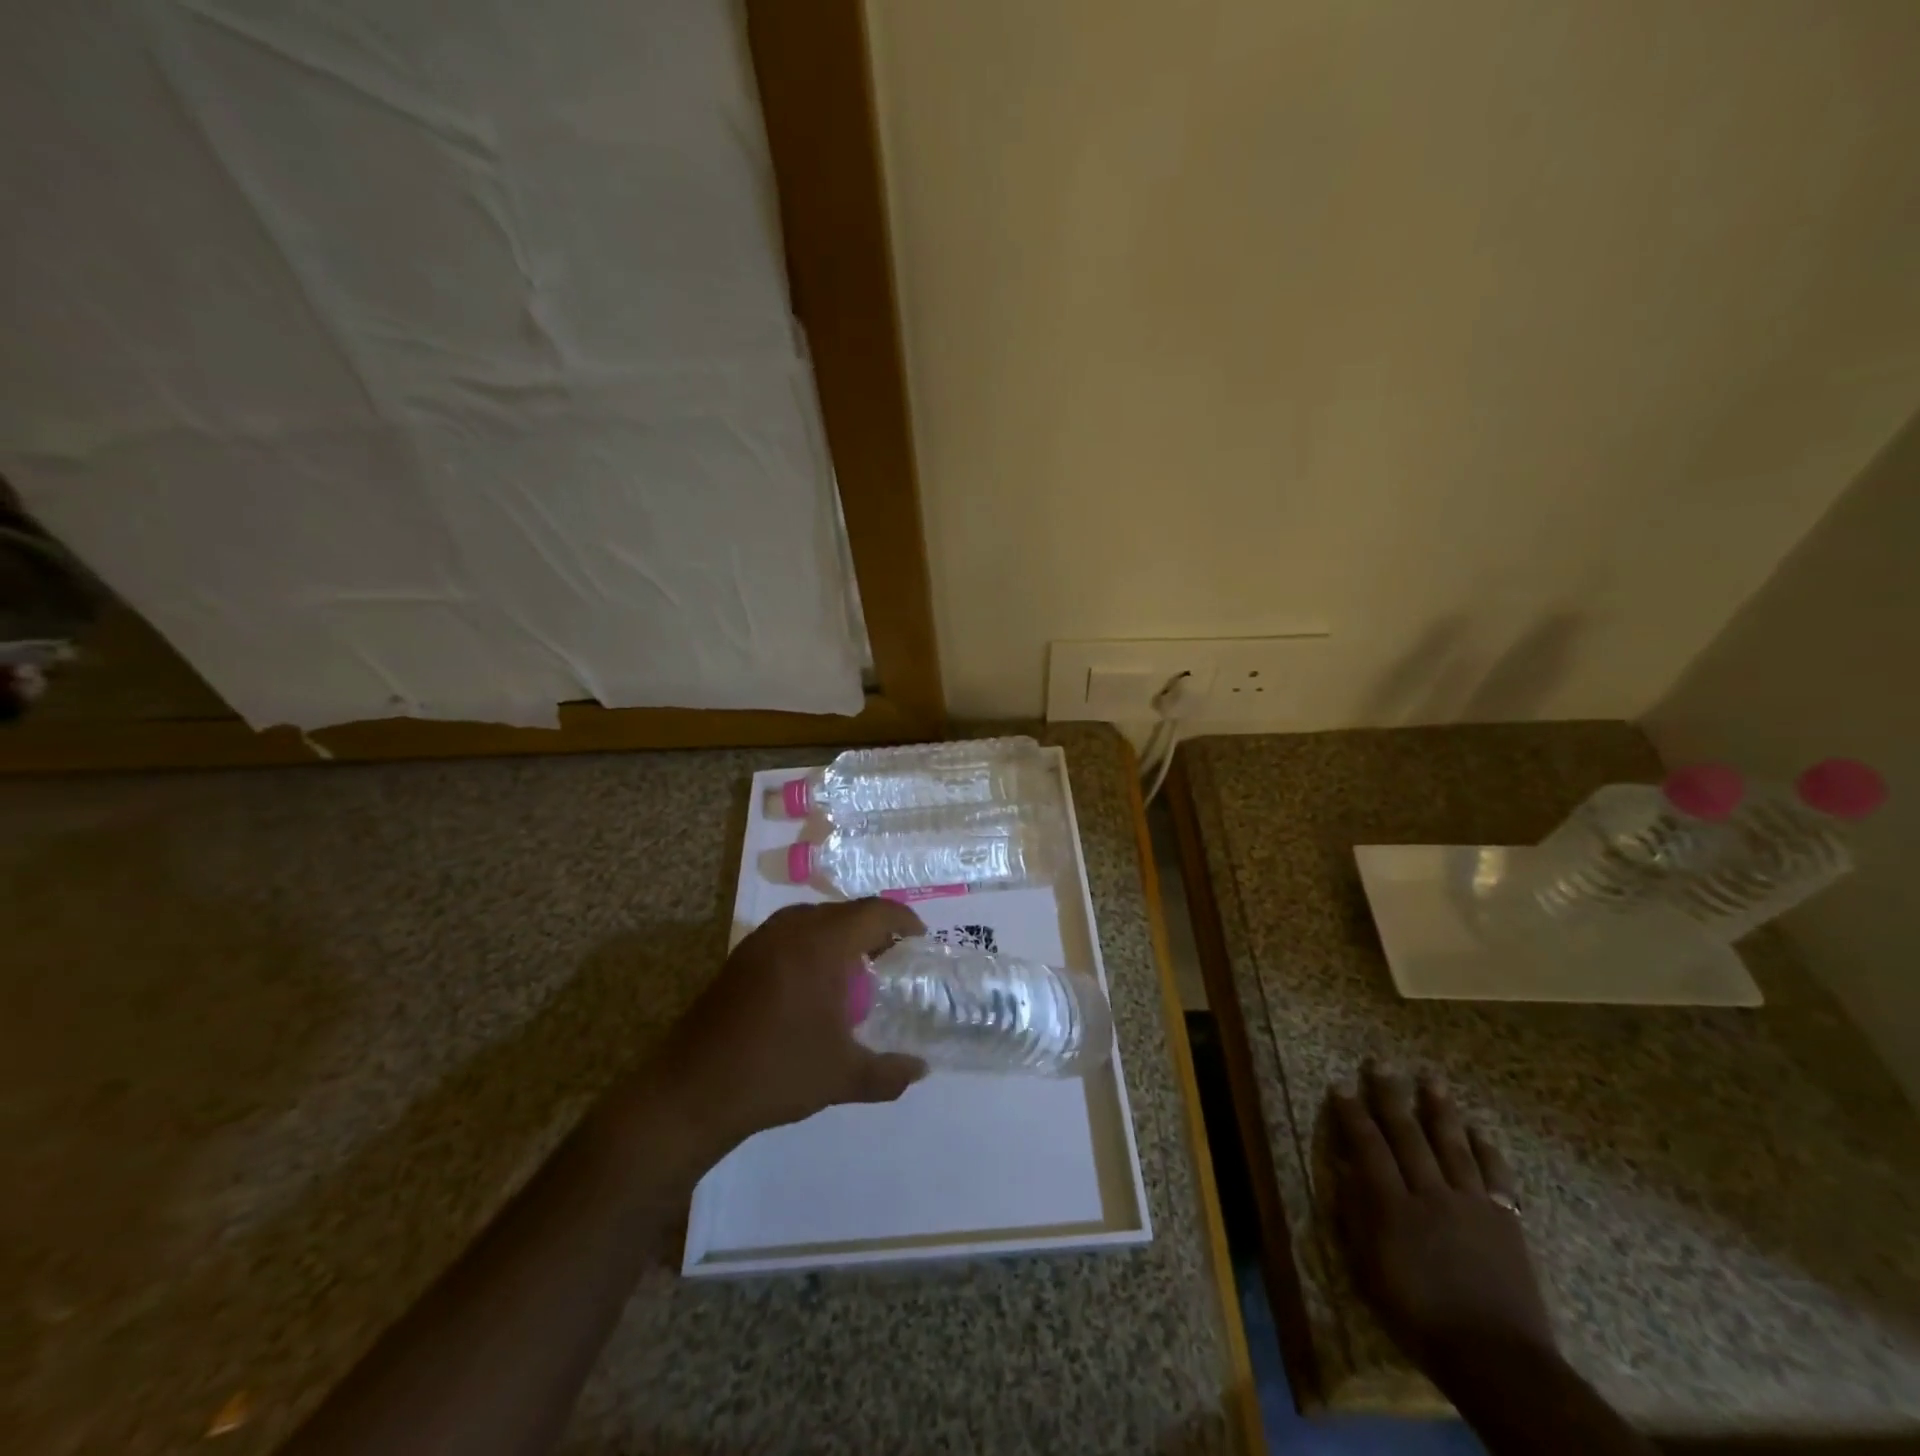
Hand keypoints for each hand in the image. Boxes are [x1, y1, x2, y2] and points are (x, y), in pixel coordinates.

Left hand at [655, 899, 928, 1151]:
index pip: (874, 912)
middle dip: (874, 927)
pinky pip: (789, 933)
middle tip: (894, 957)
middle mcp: (791, 930)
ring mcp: (760, 940)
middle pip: (845, 911)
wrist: (692, 1090)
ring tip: (857, 967)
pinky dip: (813, 943)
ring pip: (814, 918)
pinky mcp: (740, 957)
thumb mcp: (843, 1077)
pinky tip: (815, 982)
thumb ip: (889, 1073)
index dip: (903, 919)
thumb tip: (921, 1070)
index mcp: (821, 945)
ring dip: (841, 933)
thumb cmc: (776, 1073)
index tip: (920, 939)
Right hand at [1329, 1062, 1553, 1377]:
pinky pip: (1495, 1176)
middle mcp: (1430, 1193)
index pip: (1367, 1146)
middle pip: (1407, 1134)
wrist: (1496, 1359)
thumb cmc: (1419, 1318)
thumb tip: (1344, 1167)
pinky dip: (1486, 1150)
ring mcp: (1471, 1204)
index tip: (1340, 1086)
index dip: (1352, 1114)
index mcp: (1392, 1206)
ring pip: (1452, 1144)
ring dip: (1439, 1109)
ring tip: (1430, 1078)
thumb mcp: (1369, 1271)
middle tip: (1379, 1063)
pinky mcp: (1505, 1220)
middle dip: (1389, 1096)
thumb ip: (1355, 1215)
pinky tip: (1478, 1131)